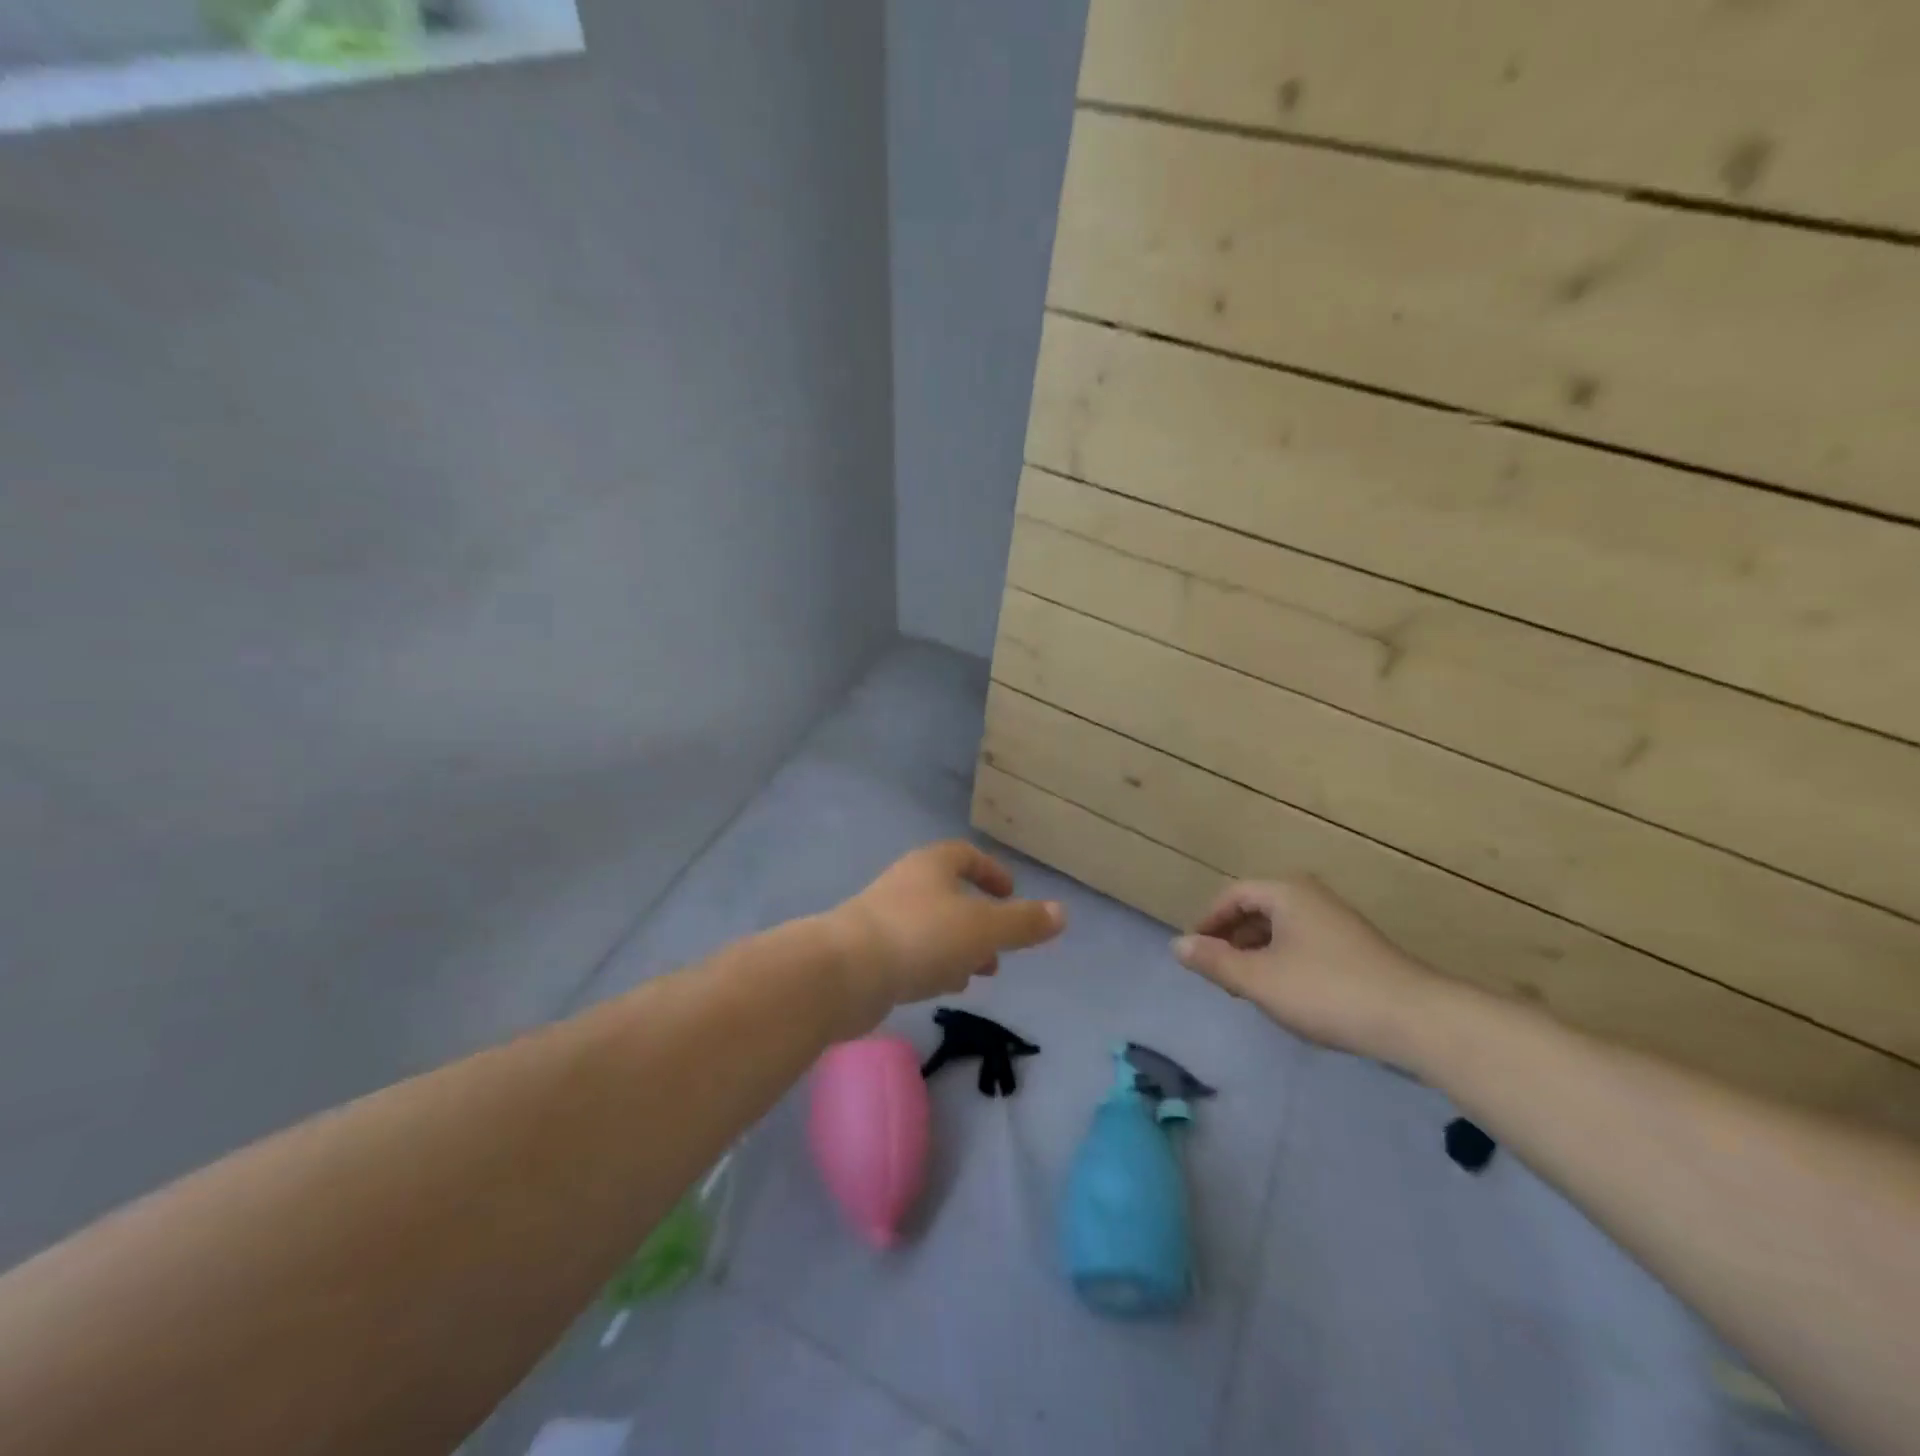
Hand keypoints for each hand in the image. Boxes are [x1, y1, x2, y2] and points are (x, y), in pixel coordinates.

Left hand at [826, 842, 1064, 1032]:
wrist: (845, 972)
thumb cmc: (922, 937)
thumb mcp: (984, 929)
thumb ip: (1023, 923)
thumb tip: (1062, 913)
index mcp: (932, 865)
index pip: (966, 855)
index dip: (991, 872)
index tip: (1011, 895)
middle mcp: (906, 883)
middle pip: (949, 893)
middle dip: (980, 919)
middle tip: (1001, 946)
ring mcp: (883, 917)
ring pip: (932, 925)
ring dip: (959, 945)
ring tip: (981, 973)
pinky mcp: (868, 951)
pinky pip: (911, 951)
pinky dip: (934, 963)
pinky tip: (944, 987)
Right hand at [1172, 876, 1440, 1065]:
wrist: (1414, 1019)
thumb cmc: (1325, 990)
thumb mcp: (1258, 979)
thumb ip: (1214, 961)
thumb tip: (1176, 944)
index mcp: (1285, 893)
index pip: (1233, 895)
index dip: (1208, 922)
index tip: (1195, 952)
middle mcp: (1311, 896)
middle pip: (1257, 908)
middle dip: (1232, 938)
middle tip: (1218, 971)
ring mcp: (1337, 921)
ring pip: (1281, 928)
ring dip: (1256, 952)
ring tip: (1247, 986)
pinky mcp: (1355, 947)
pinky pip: (1303, 942)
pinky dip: (1283, 960)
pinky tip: (1286, 992)